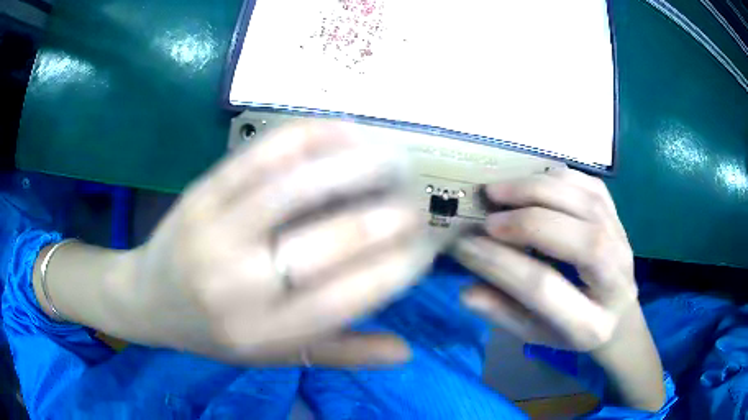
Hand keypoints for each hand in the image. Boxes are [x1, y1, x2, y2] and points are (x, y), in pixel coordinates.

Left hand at [121, 122, 437, 365]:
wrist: (147, 300)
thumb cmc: (213, 335)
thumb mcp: (273, 357)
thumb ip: (339, 354)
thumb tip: (405, 352)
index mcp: (264, 332)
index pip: (351, 297)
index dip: (399, 266)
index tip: (427, 247)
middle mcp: (241, 283)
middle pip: (332, 240)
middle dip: (389, 216)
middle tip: (418, 202)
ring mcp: (216, 229)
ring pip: (298, 185)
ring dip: (358, 164)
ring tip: (396, 156)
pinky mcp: (202, 193)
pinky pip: (261, 155)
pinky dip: (310, 136)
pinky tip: (345, 129)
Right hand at [452, 168, 636, 351]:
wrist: (617, 314)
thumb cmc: (571, 330)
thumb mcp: (534, 334)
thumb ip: (503, 313)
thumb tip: (467, 291)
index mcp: (589, 325)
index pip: (544, 288)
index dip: (501, 264)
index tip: (465, 247)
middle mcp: (615, 281)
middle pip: (581, 241)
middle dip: (528, 223)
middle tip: (488, 219)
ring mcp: (623, 244)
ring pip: (588, 204)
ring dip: (539, 190)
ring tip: (499, 190)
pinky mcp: (619, 219)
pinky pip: (592, 186)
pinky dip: (558, 177)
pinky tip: (531, 181)